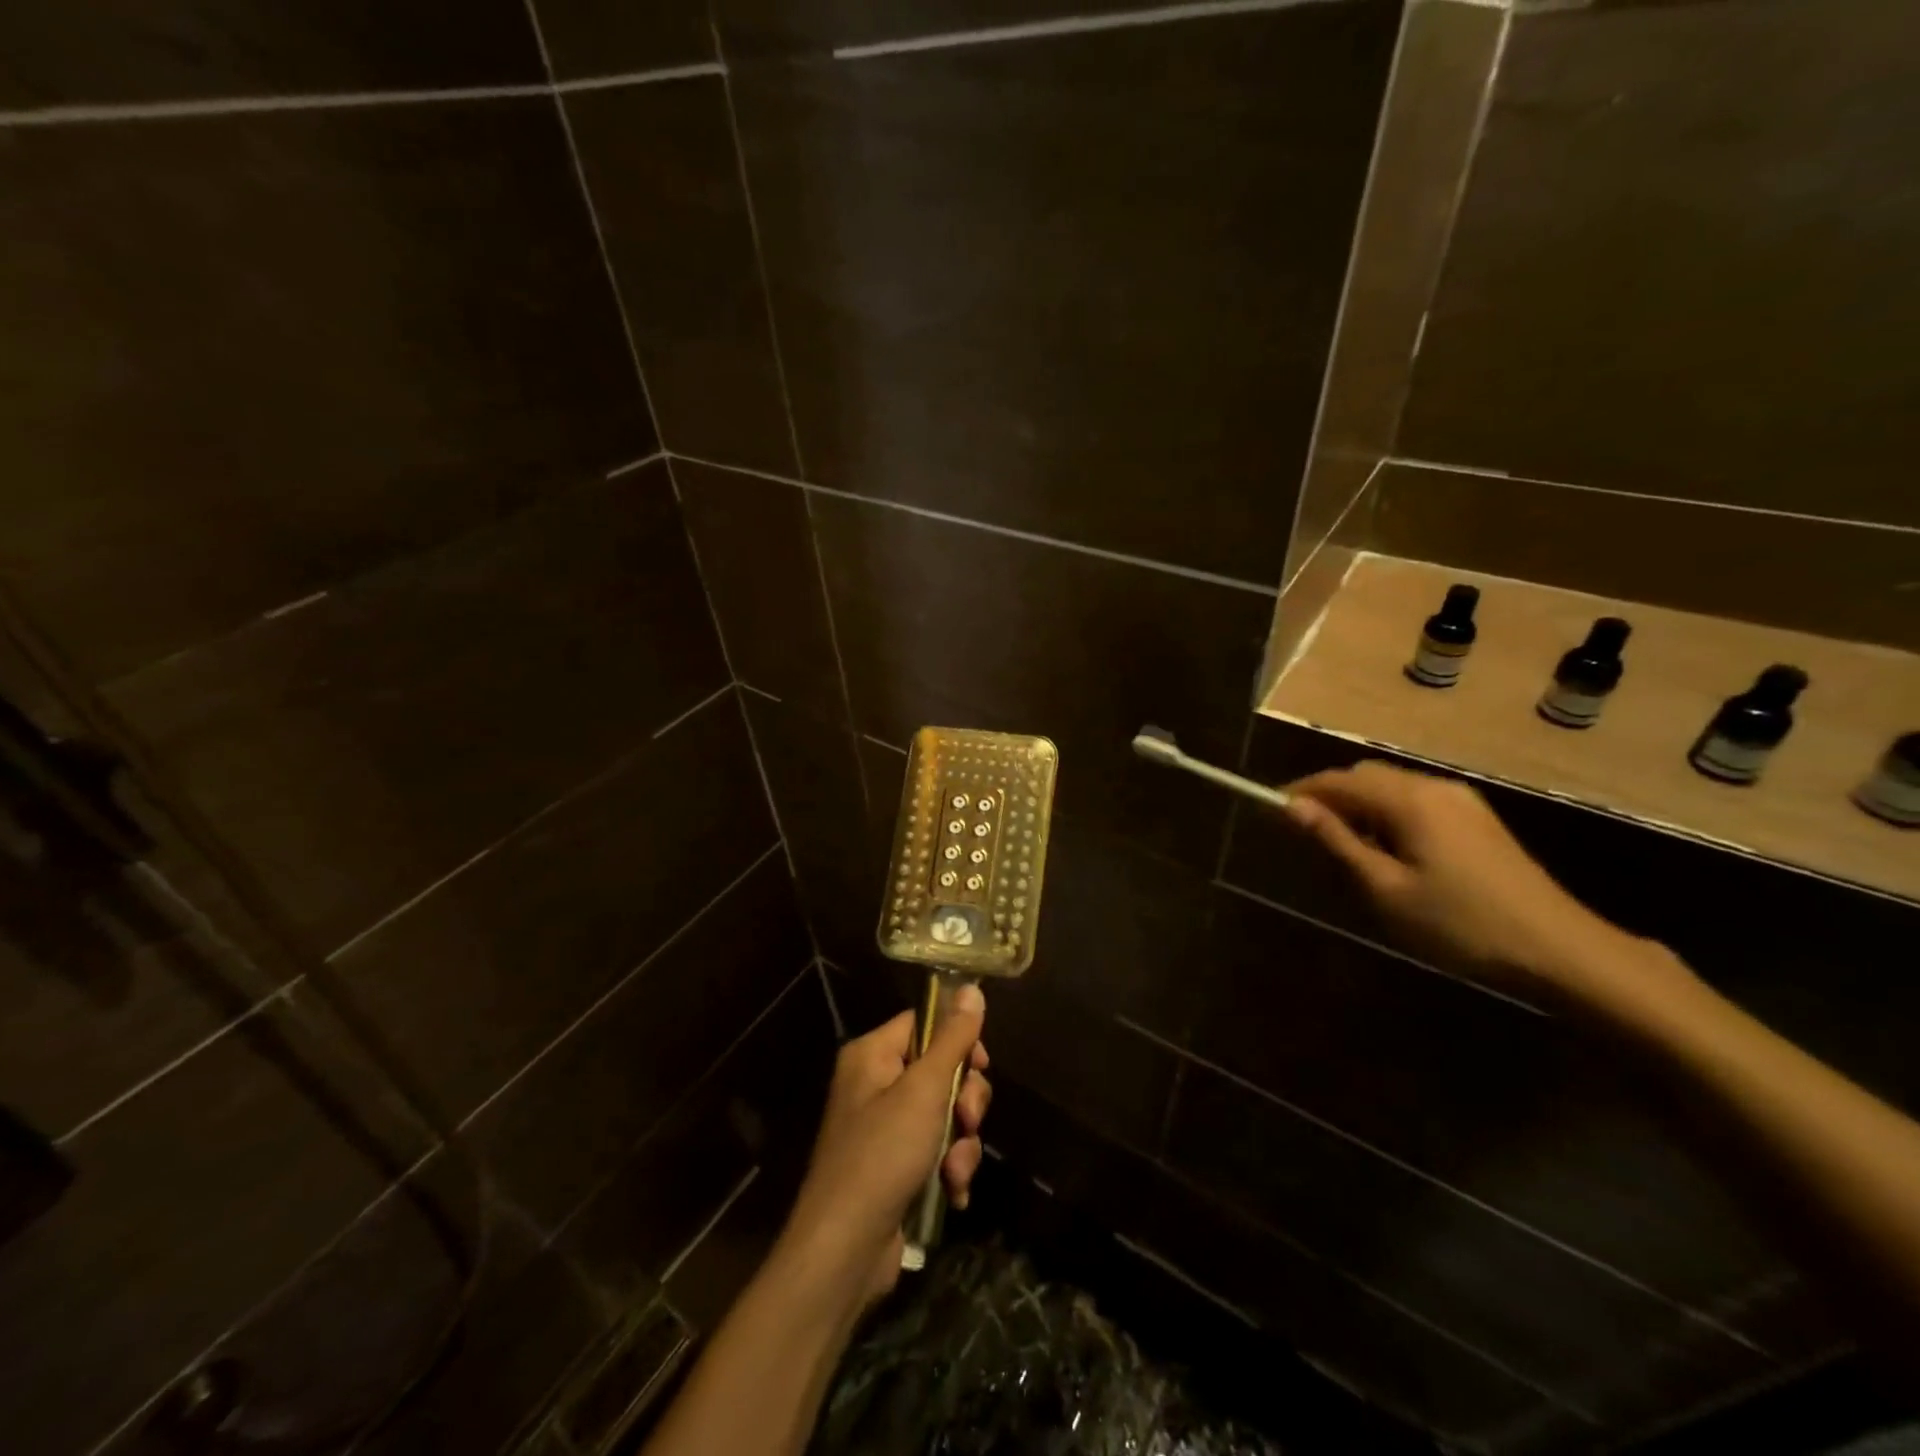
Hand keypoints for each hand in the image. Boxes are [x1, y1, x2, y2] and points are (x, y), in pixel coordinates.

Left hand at [780, 987, 990, 1304]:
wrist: (844, 1251)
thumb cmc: (882, 1155)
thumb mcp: (924, 1090)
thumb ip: (953, 1040)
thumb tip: (972, 988)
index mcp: (872, 1055)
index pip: (924, 1023)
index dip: (957, 1040)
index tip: (981, 1065)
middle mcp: (876, 1085)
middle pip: (940, 1070)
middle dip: (964, 1102)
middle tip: (966, 1121)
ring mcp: (885, 1129)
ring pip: (945, 1115)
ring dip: (961, 1143)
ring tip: (953, 1171)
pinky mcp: (895, 1168)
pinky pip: (936, 1151)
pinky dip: (949, 1170)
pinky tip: (953, 1193)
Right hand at [1282, 761, 1683, 1010]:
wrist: (1560, 950)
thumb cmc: (1460, 924)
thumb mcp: (1385, 889)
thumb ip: (1337, 842)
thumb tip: (1292, 807)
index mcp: (1409, 799)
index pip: (1339, 780)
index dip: (1301, 791)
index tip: (1272, 811)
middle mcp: (1434, 786)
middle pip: (1365, 776)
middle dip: (1329, 797)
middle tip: (1305, 835)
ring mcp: (1461, 800)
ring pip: (1391, 788)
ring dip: (1358, 807)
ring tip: (1343, 848)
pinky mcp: (1477, 819)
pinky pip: (1415, 801)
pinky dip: (1387, 814)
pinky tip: (1387, 851)